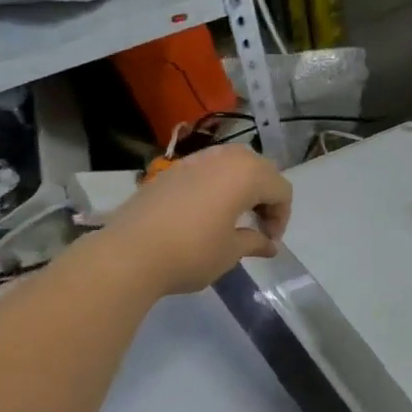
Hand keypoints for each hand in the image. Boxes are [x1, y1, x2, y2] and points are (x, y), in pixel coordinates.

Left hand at [105, 144, 292, 295]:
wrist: (130, 253)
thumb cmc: (192, 252)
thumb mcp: (231, 251)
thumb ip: (255, 241)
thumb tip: (269, 244)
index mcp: (246, 175)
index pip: (281, 189)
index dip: (281, 217)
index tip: (268, 241)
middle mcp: (224, 158)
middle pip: (260, 169)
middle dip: (265, 196)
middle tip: (258, 226)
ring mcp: (195, 160)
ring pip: (232, 163)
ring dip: (242, 186)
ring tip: (234, 215)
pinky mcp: (171, 170)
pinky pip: (207, 169)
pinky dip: (217, 185)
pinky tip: (206, 212)